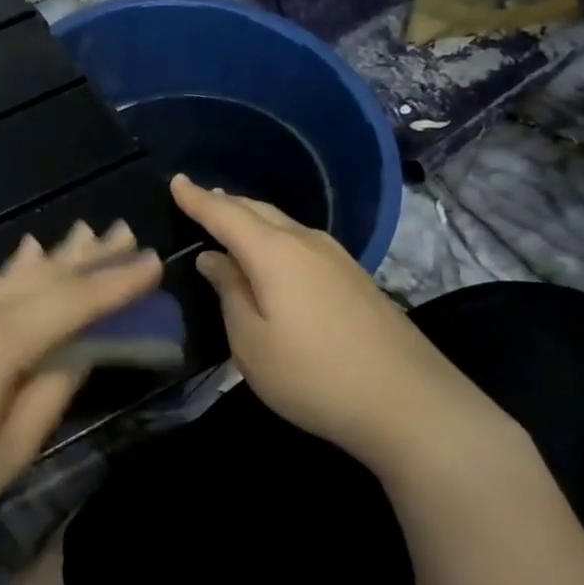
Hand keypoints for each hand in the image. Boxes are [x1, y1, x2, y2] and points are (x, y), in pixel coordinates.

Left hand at [0, 220, 161, 562]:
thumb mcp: (8, 452)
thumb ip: (51, 392)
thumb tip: (82, 348)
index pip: (72, 302)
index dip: (116, 282)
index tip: (154, 260)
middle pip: (41, 277)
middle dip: (87, 257)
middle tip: (126, 231)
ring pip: (9, 277)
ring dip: (52, 259)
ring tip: (87, 236)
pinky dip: (13, 273)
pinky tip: (25, 257)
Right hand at [172, 175, 510, 480]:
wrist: (408, 403)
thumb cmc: (312, 375)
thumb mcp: (251, 342)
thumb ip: (229, 293)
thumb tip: (214, 259)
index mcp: (274, 253)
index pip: (225, 214)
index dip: (197, 199)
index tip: (175, 181)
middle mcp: (307, 243)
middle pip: (258, 210)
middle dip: (225, 203)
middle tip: (198, 198)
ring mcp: (337, 259)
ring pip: (283, 224)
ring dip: (252, 218)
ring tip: (229, 220)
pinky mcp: (355, 278)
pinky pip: (302, 242)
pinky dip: (274, 238)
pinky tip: (271, 254)